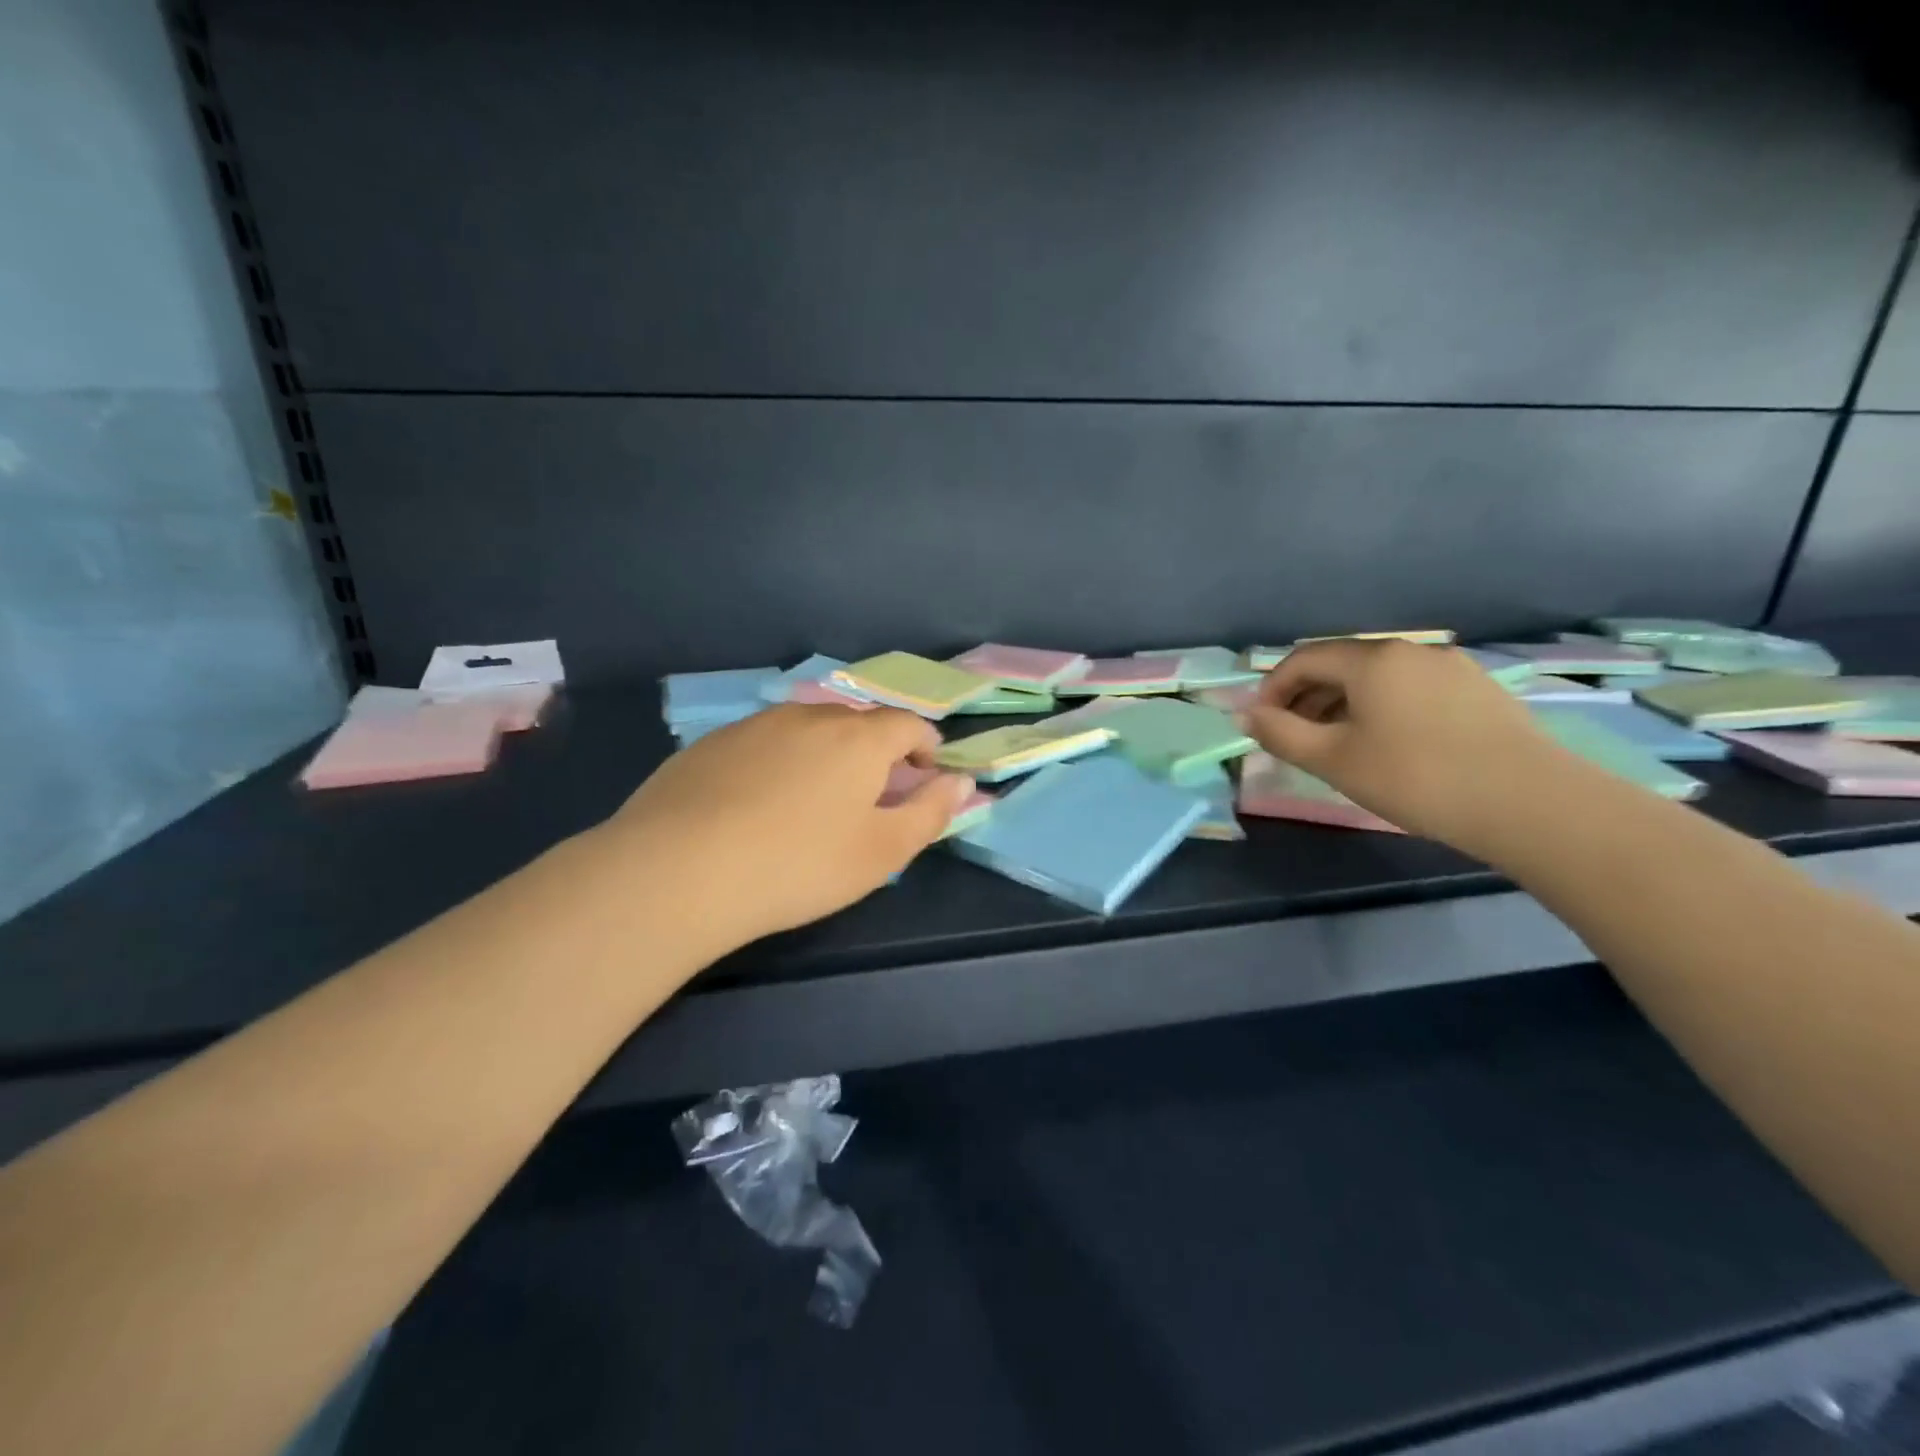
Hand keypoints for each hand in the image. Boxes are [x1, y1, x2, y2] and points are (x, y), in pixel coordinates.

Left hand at [598, 704, 975, 950]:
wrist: (679, 870)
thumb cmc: (799, 864)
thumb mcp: (882, 852)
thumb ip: (931, 812)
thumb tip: (962, 780)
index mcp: (858, 738)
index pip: (907, 723)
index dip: (925, 743)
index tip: (925, 771)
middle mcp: (810, 716)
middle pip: (857, 722)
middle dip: (876, 750)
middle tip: (873, 792)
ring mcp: (755, 725)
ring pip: (807, 729)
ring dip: (825, 753)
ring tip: (815, 799)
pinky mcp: (711, 744)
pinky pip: (763, 743)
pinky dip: (779, 762)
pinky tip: (759, 804)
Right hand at [1243, 641, 1560, 847]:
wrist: (1529, 802)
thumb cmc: (1414, 777)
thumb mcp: (1333, 760)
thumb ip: (1280, 733)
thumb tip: (1247, 715)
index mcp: (1371, 659)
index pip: (1303, 658)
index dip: (1272, 688)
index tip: (1261, 724)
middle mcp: (1410, 650)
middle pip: (1341, 665)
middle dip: (1306, 698)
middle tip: (1293, 738)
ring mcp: (1450, 668)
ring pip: (1378, 679)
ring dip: (1343, 704)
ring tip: (1337, 745)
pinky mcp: (1479, 690)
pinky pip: (1412, 690)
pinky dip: (1383, 709)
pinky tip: (1390, 745)